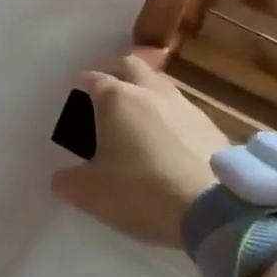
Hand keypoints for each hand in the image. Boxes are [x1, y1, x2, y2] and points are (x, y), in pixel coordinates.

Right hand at [53, 54, 229, 245]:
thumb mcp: (90, 194)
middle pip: (130, 65)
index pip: (92, 78)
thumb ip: (68, 182)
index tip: (75, 98)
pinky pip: (182, 112)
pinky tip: (169, 144)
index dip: (81, 85)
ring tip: (138, 122)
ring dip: (146, 95)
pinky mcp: (212, 127)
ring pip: (160, 86)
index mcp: (116, 98)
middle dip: (116, 74)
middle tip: (107, 97)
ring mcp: (185, 106)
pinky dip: (171, 120)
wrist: (216, 210)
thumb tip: (61, 178)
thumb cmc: (142, 191)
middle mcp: (150, 91)